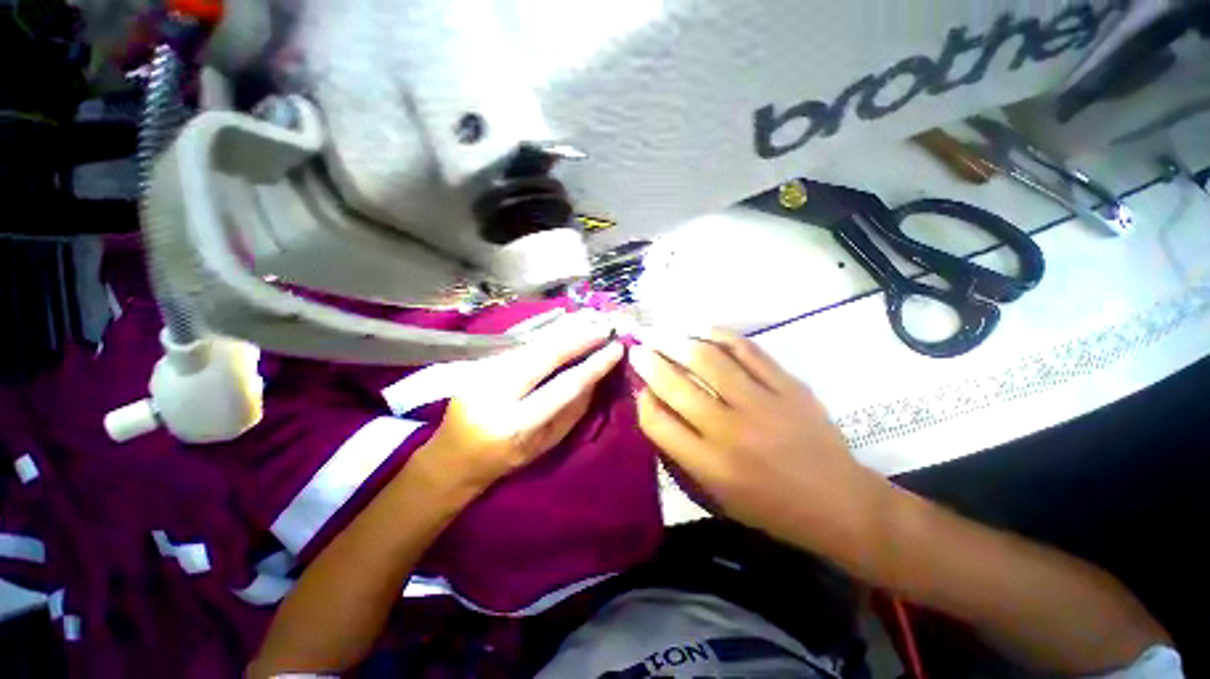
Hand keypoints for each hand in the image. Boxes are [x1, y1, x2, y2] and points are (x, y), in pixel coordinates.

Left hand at [421, 311, 623, 493]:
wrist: (452, 455)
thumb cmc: (505, 459)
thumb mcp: (545, 446)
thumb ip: (572, 412)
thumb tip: (596, 377)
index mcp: (515, 424)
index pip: (563, 387)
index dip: (593, 366)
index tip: (616, 348)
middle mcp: (495, 393)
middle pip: (544, 355)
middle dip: (579, 337)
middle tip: (606, 324)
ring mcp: (483, 372)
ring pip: (531, 342)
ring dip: (564, 327)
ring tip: (590, 315)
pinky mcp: (479, 361)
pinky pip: (520, 341)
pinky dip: (546, 329)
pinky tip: (565, 320)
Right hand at [630, 329, 881, 548]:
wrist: (838, 502)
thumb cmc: (769, 506)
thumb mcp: (716, 494)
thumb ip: (681, 451)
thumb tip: (655, 404)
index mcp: (710, 466)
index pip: (656, 421)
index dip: (641, 399)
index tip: (638, 386)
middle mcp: (730, 432)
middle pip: (676, 385)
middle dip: (649, 362)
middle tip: (639, 348)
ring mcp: (763, 404)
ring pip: (708, 359)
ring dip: (677, 341)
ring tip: (662, 333)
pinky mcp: (788, 386)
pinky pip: (747, 350)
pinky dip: (719, 335)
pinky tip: (701, 330)